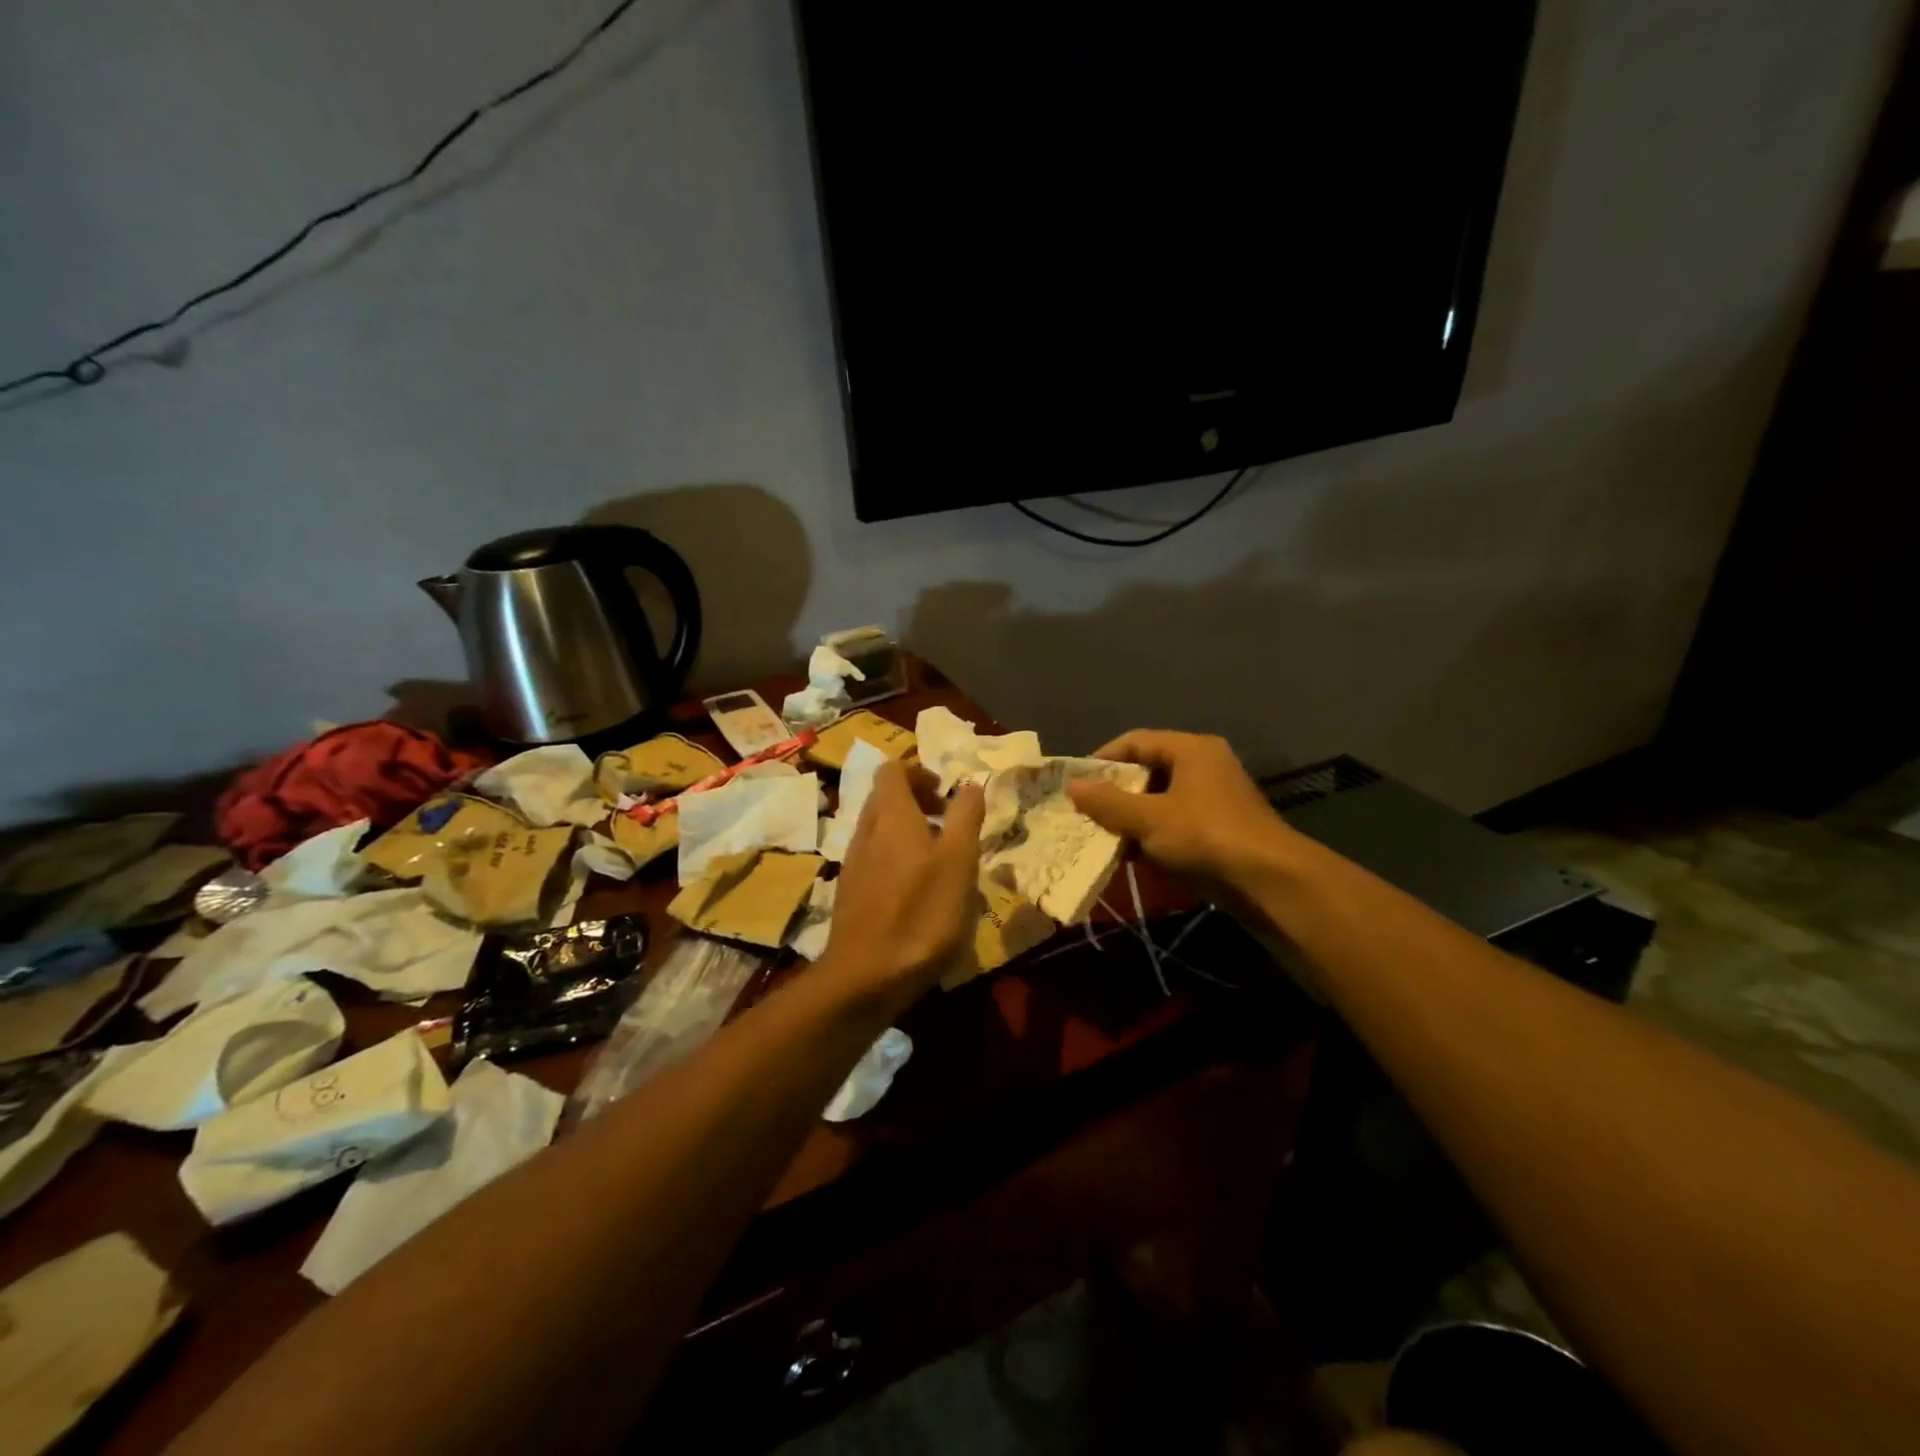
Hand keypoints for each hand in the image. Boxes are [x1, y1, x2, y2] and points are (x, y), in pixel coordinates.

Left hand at [820, 761, 984, 1009]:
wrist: (866, 975)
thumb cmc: (921, 912)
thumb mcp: (959, 860)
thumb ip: (965, 816)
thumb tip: (970, 784)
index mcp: (891, 815)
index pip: (892, 770)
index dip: (918, 771)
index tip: (945, 791)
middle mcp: (866, 830)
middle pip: (884, 797)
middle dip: (914, 798)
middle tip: (946, 818)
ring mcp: (853, 863)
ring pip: (878, 828)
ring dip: (906, 829)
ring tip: (937, 856)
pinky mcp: (850, 892)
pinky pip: (873, 856)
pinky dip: (894, 856)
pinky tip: (916, 889)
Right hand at [1068, 730, 1294, 895]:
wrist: (1269, 882)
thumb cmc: (1205, 836)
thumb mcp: (1149, 819)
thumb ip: (1108, 802)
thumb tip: (1072, 786)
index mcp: (1192, 749)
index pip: (1136, 741)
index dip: (1103, 759)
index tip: (1077, 783)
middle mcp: (1205, 766)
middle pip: (1148, 771)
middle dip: (1115, 793)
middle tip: (1086, 812)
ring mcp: (1214, 799)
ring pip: (1160, 800)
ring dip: (1131, 818)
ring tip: (1102, 837)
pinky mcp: (1219, 829)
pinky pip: (1175, 823)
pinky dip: (1152, 836)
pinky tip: (1131, 856)